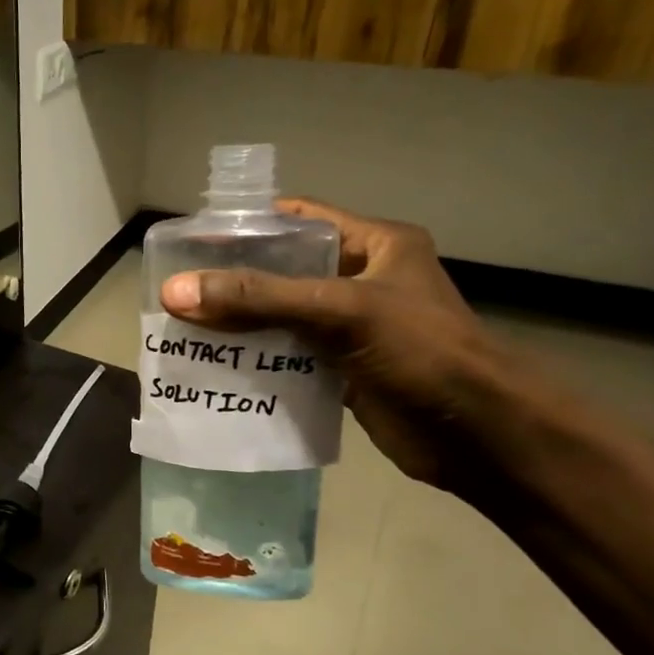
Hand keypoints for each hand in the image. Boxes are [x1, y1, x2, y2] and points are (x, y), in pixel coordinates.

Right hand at [160, 198, 513, 490]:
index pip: (299, 220)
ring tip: (185, 329)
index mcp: (375, 245)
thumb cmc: (421, 351)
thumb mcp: (340, 311)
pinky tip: (216, 367)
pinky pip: (289, 357)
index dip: (248, 226)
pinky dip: (256, 362)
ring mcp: (352, 328)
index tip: (193, 242)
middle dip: (234, 281)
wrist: (479, 434)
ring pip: (282, 318)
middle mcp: (362, 280)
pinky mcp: (343, 370)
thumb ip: (258, 299)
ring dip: (240, 325)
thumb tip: (175, 292)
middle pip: (284, 272)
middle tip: (179, 291)